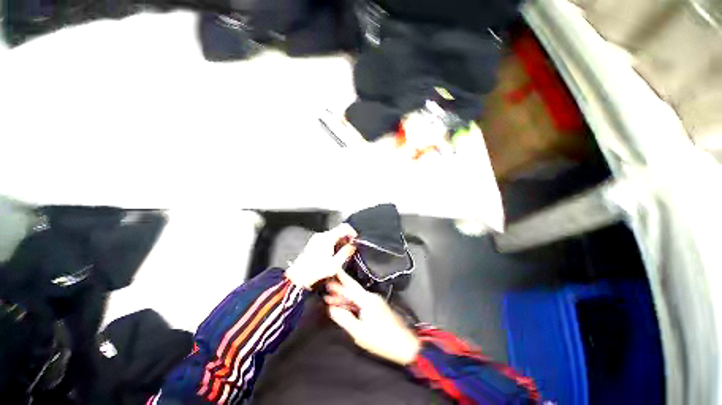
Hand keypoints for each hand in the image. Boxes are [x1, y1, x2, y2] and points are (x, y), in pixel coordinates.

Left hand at [285, 224, 356, 289]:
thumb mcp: (335, 264)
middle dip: (346, 238)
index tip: (355, 239)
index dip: (352, 232)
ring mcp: (316, 238)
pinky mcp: (313, 242)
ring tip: (341, 252)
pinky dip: (333, 242)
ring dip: (339, 240)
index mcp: (328, 238)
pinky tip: (332, 253)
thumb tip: (352, 246)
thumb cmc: (316, 271)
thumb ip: (345, 253)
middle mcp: (322, 235)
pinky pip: (327, 238)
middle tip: (349, 248)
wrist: (298, 276)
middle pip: (338, 230)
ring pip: (333, 234)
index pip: (344, 227)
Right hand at [325, 270, 420, 365]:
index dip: (340, 279)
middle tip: (327, 286)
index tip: (333, 270)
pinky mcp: (377, 307)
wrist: (403, 344)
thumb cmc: (381, 339)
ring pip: (356, 296)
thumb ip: (345, 319)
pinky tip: (344, 306)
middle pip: (353, 289)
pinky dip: (351, 302)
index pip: (350, 286)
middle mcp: (371, 297)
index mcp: (367, 300)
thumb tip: (332, 309)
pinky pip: (361, 301)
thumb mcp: (359, 332)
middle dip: (340, 287)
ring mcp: (375, 301)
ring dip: (344, 297)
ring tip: (330, 298)